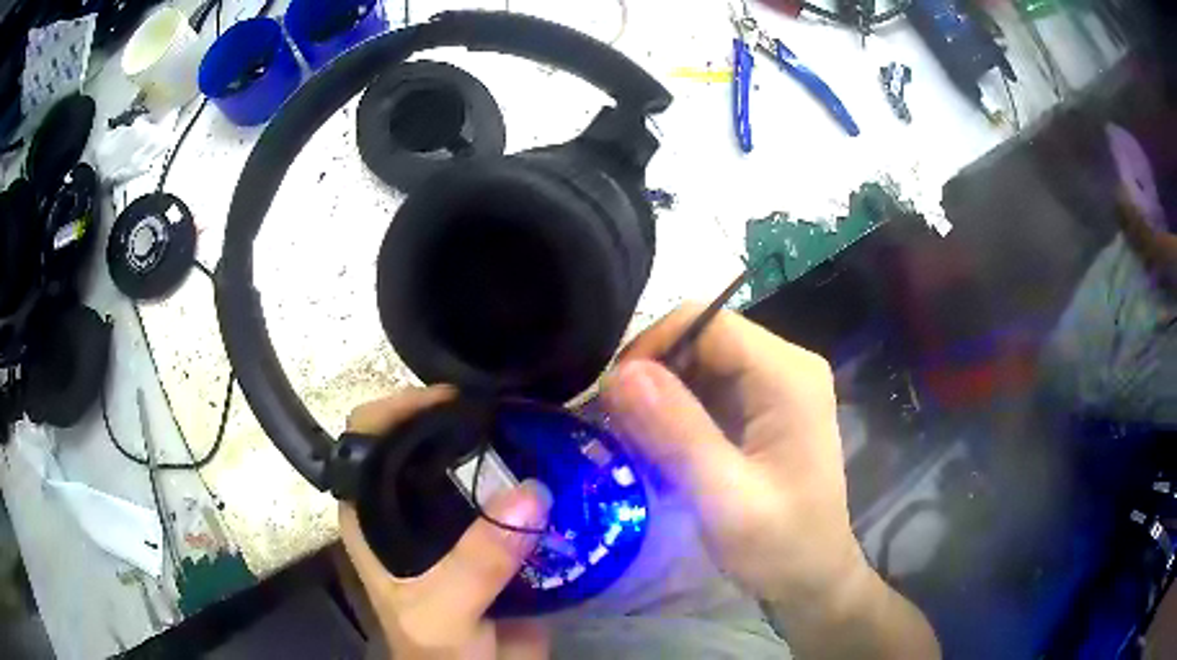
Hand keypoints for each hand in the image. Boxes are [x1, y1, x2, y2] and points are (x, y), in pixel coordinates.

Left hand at [339, 386, 551, 659]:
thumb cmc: (436, 650)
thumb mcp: (443, 611)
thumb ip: (478, 561)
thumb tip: (532, 491)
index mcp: (373, 515)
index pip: (369, 438)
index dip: (399, 408)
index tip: (452, 399)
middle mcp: (407, 508)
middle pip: (426, 442)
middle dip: (464, 420)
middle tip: (512, 408)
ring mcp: (455, 521)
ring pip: (475, 466)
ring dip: (506, 448)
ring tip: (544, 427)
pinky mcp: (496, 537)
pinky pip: (515, 498)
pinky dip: (535, 481)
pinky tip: (563, 466)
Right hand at [603, 306, 858, 606]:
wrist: (812, 577)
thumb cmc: (779, 545)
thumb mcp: (725, 497)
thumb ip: (676, 433)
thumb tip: (618, 374)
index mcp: (787, 374)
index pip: (705, 322)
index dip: (650, 347)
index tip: (610, 398)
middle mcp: (786, 365)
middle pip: (701, 338)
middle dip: (653, 374)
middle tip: (616, 426)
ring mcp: (777, 385)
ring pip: (700, 362)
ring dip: (661, 395)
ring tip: (634, 440)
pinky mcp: (764, 407)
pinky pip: (709, 388)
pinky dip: (676, 410)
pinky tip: (660, 446)